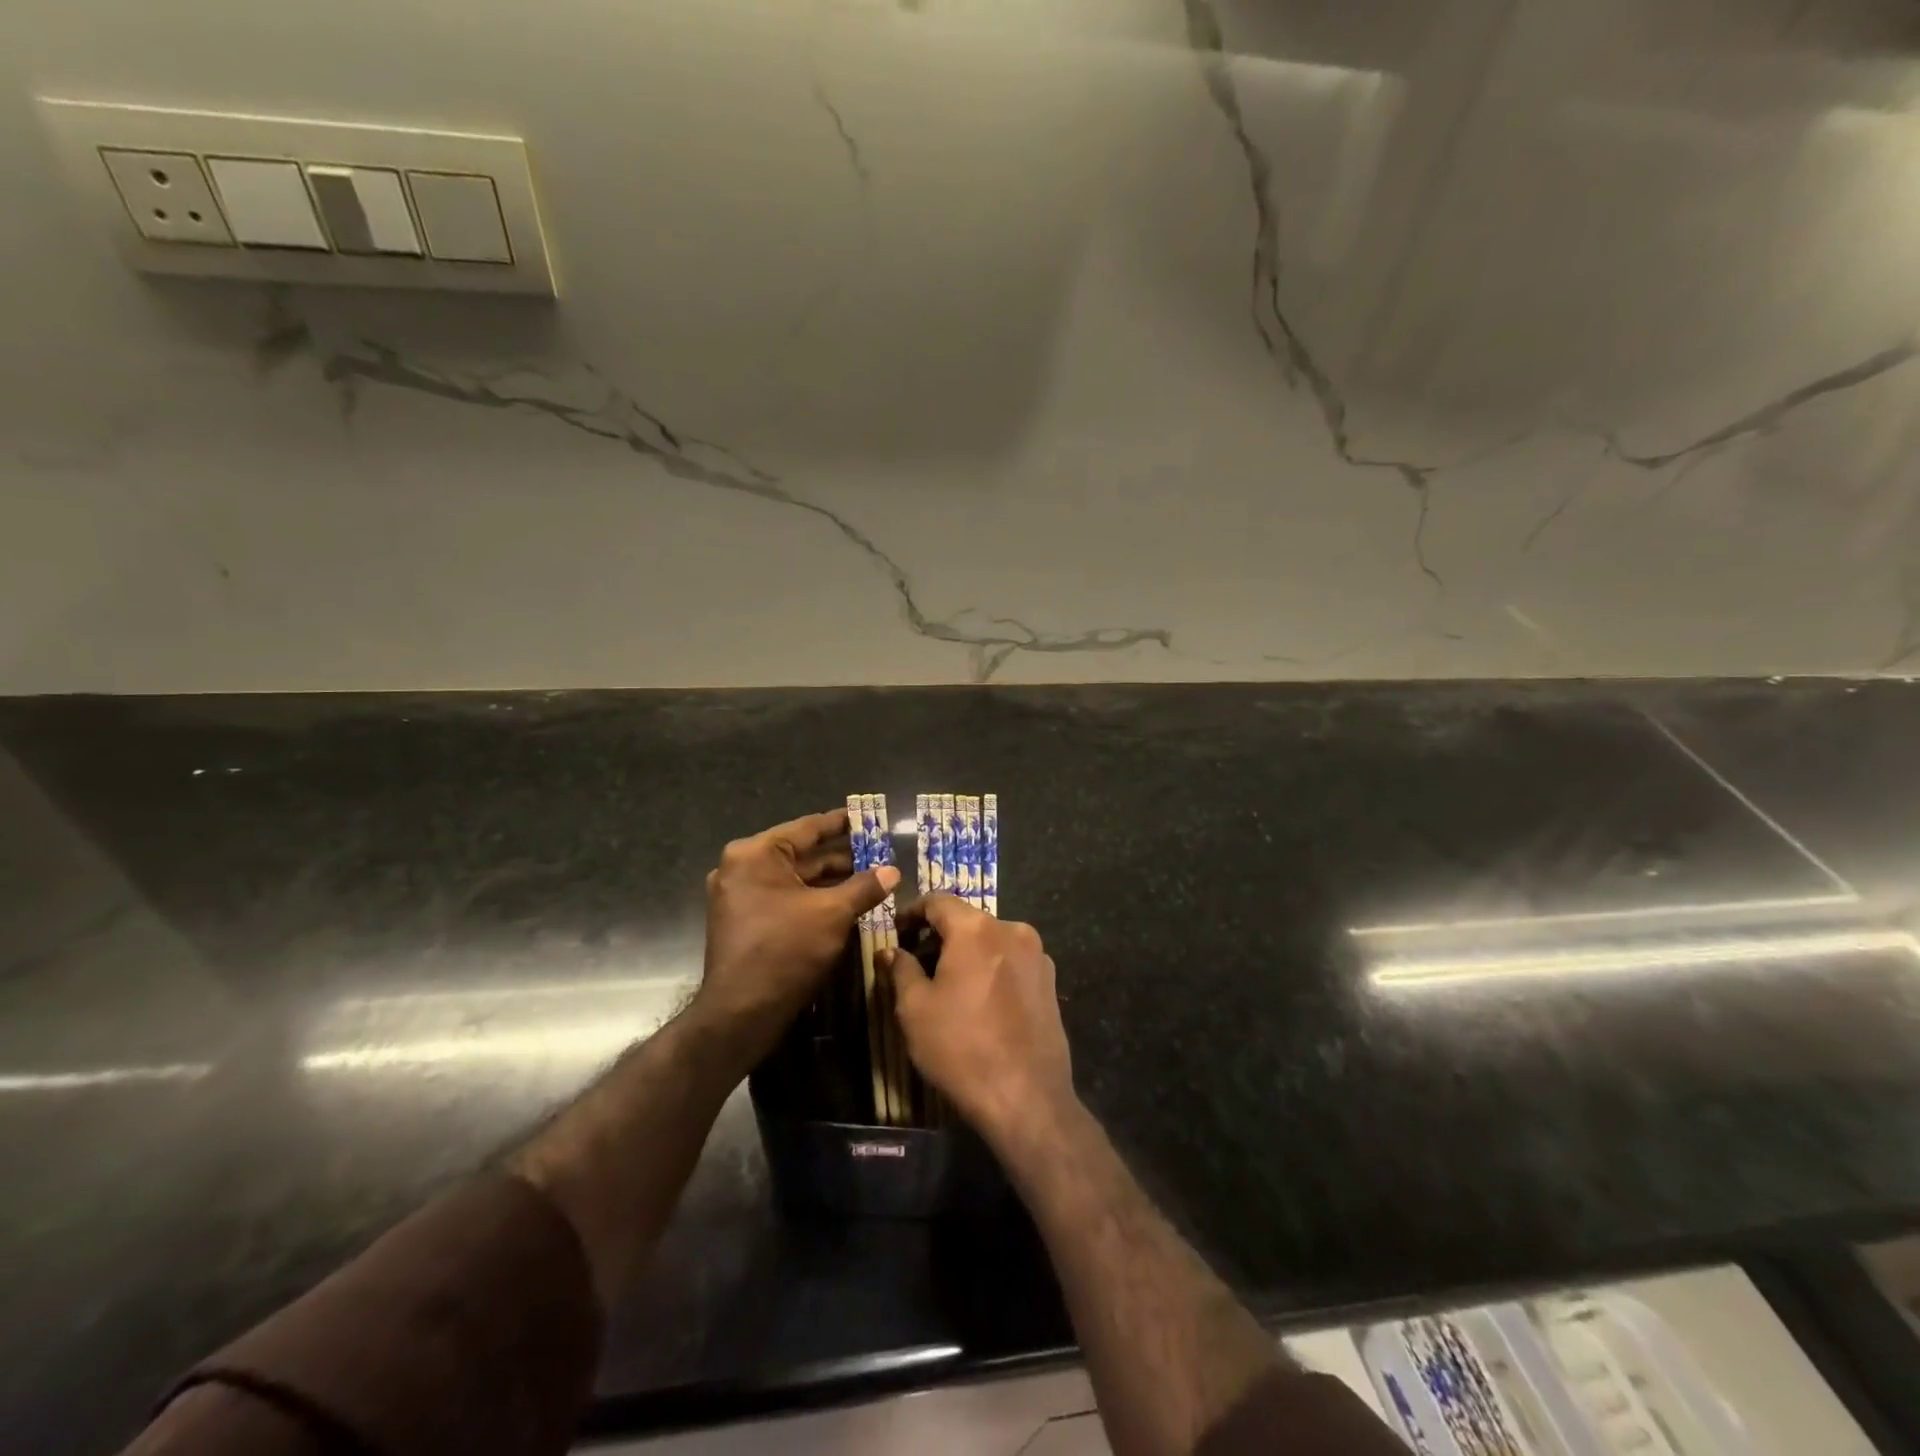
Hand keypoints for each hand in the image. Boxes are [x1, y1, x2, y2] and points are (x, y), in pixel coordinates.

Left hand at [695, 808, 898, 1058]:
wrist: (741, 1013)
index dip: (842, 823)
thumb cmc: (786, 950)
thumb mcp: (833, 913)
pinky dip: (814, 899)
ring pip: (796, 879)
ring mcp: (740, 896)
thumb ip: (865, 887)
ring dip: (831, 881)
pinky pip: (785, 899)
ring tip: (871, 879)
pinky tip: (847, 904)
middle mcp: (742, 868)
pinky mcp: (745, 922)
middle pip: (802, 854)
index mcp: (756, 854)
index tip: (868, 818)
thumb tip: (893, 871)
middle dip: (841, 857)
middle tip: (879, 854)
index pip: (808, 827)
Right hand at [881, 894, 1074, 1144]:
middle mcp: (1012, 929)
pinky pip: (1012, 961)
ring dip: (968, 953)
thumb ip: (901, 969)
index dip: (912, 912)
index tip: (896, 931)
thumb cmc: (961, 1047)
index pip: (938, 901)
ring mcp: (1038, 955)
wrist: (1027, 1097)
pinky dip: (992, 969)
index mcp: (976, 928)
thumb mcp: (915, 1008)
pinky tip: (980, 1001)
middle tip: (917, 963)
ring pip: (992, 940)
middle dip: (940, 936)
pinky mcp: (1050, 981)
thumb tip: (891, 950)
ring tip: (949, 985)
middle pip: (967, 920)